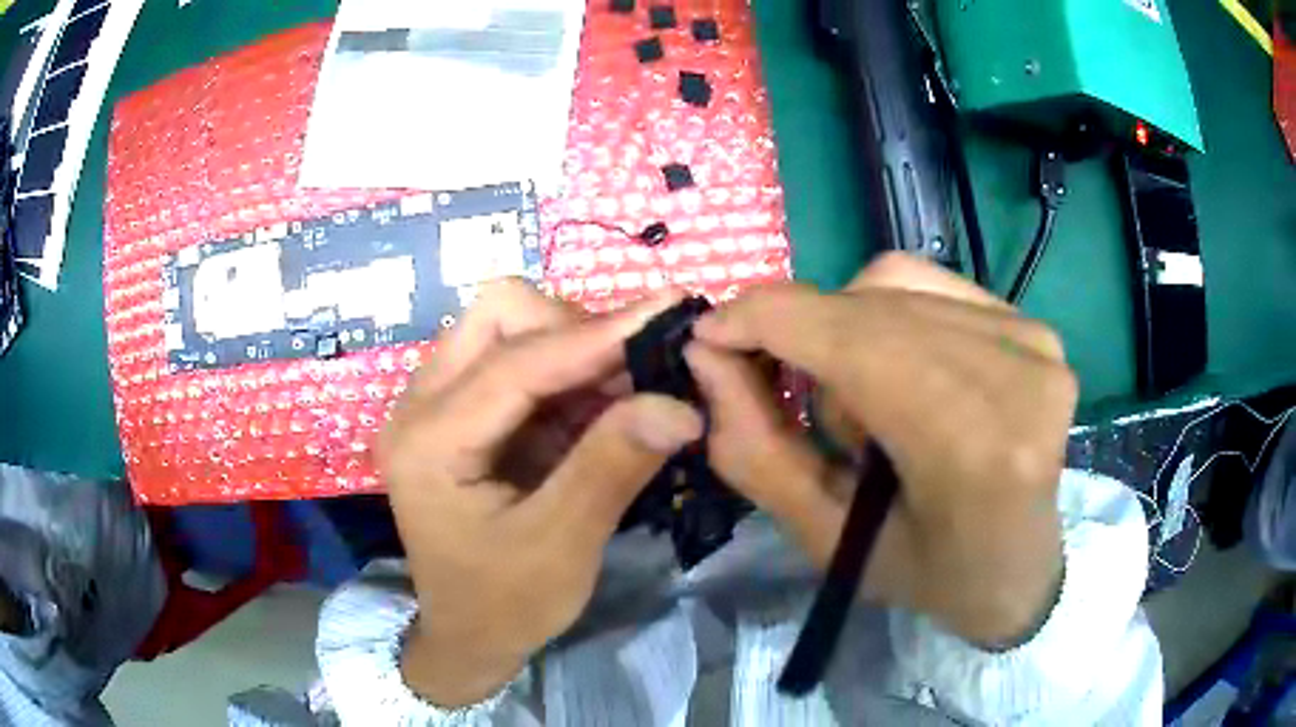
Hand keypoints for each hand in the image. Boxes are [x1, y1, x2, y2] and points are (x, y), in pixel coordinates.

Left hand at [378, 280, 702, 706]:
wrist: (468, 636)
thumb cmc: (505, 605)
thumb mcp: (562, 547)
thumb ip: (612, 468)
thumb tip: (680, 404)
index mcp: (428, 442)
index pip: (515, 364)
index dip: (597, 336)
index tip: (667, 311)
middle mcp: (419, 405)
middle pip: (496, 316)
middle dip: (572, 331)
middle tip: (632, 374)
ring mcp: (435, 404)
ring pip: (506, 328)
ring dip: (572, 348)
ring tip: (625, 392)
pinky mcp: (460, 413)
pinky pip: (516, 361)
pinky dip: (566, 373)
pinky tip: (600, 408)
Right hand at [686, 253, 1075, 646]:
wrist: (1021, 568)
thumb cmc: (928, 573)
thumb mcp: (827, 540)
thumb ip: (756, 452)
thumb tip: (706, 356)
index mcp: (974, 451)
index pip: (853, 342)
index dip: (766, 322)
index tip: (708, 334)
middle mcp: (1017, 376)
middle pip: (868, 307)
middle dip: (800, 337)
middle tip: (779, 387)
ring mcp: (1033, 341)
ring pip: (893, 284)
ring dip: (847, 330)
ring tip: (860, 398)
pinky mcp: (1034, 323)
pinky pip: (929, 285)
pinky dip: (888, 315)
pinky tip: (898, 368)